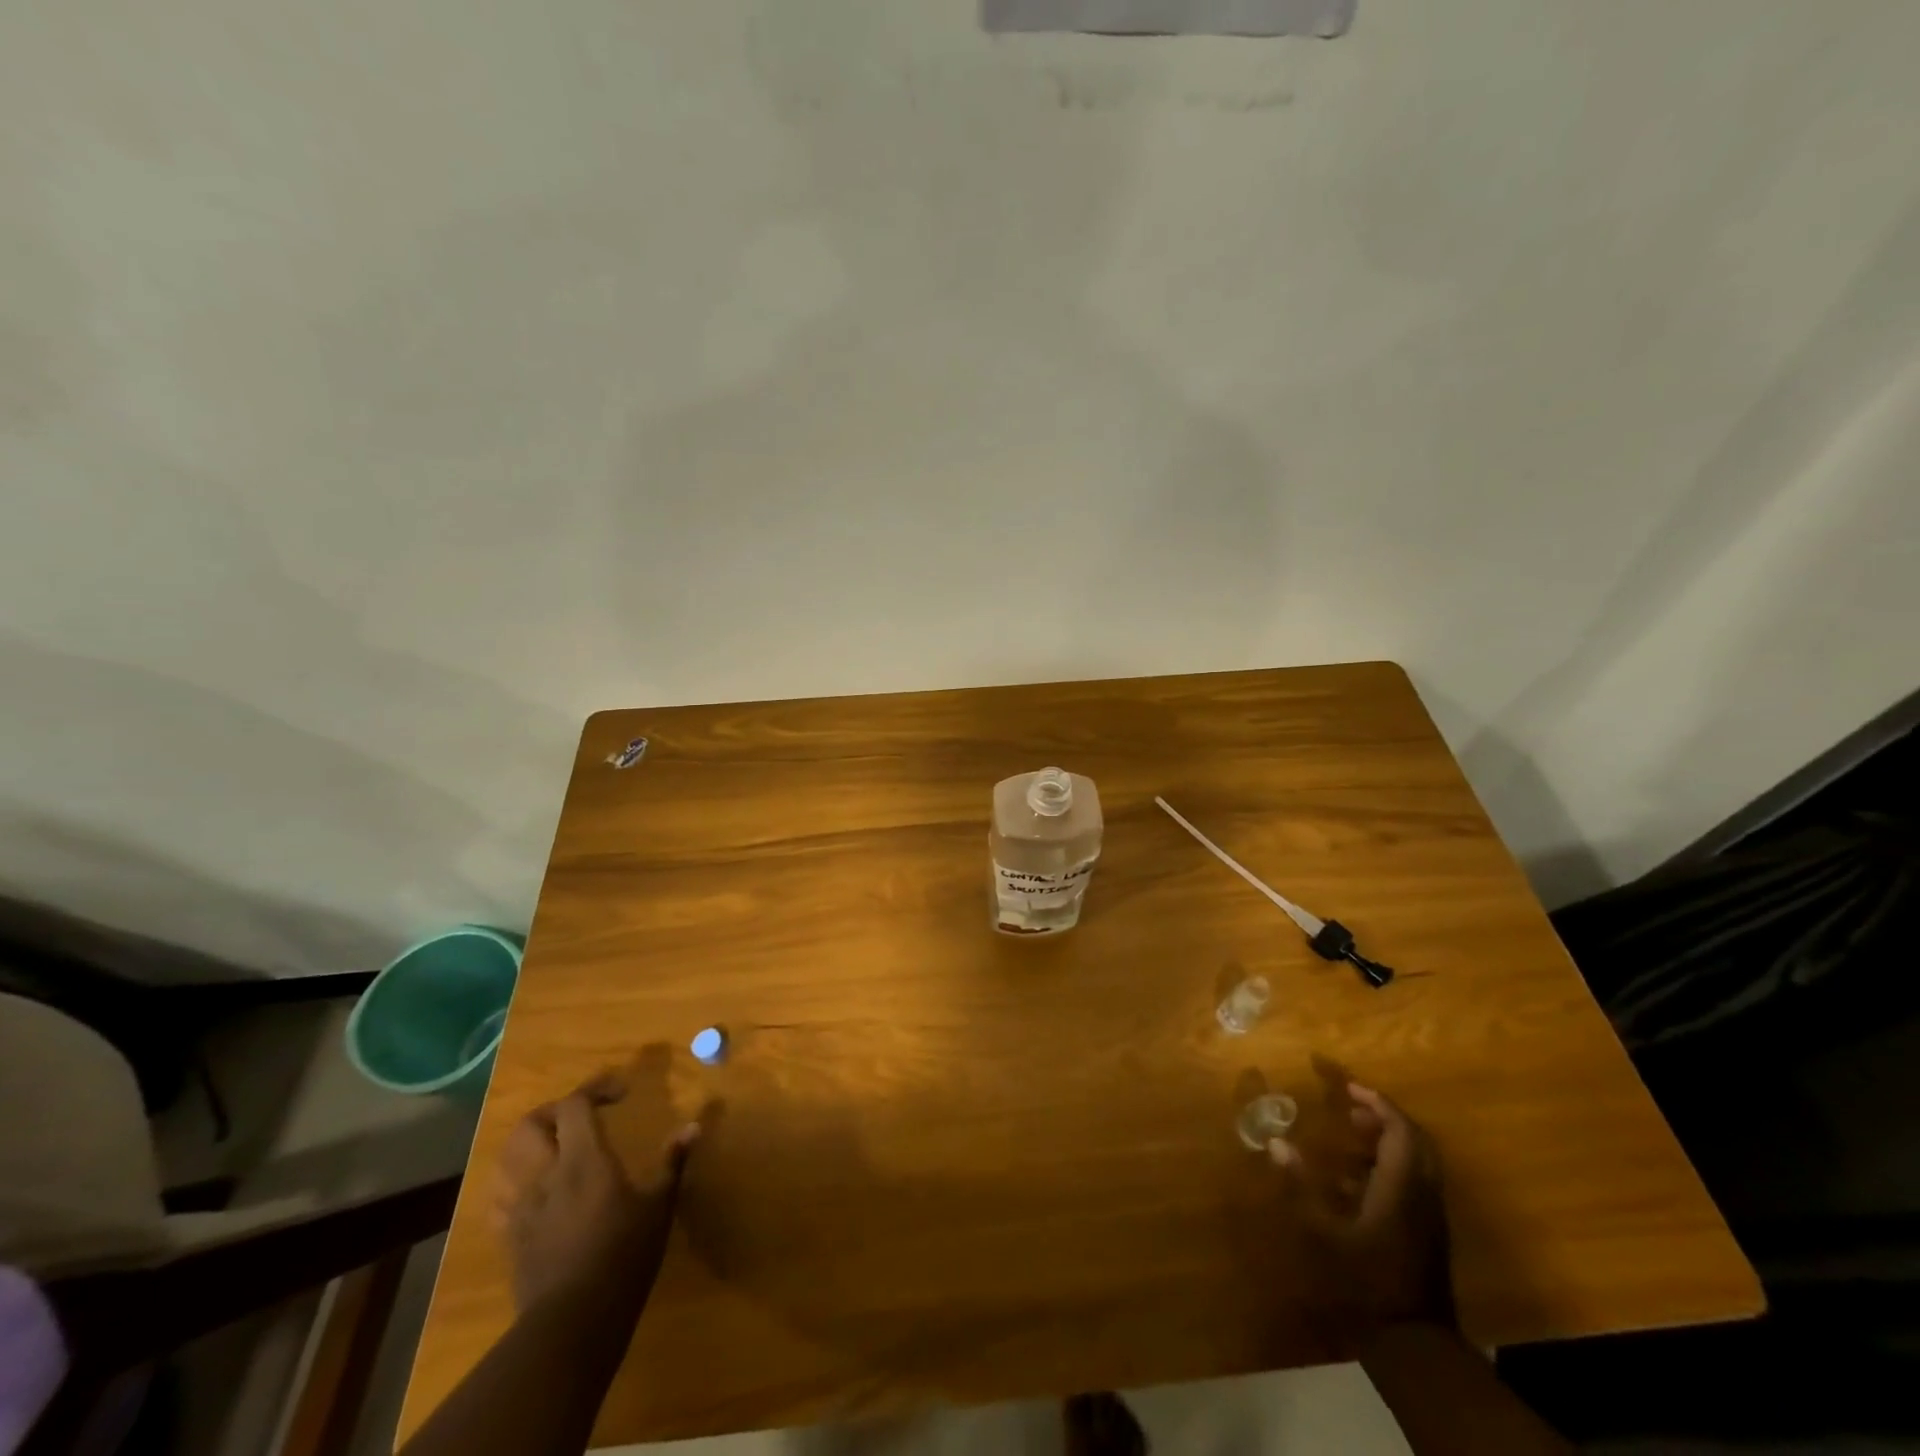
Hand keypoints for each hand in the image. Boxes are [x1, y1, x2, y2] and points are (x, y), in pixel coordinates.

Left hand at [490, 1072, 699, 1313]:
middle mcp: (546, 1174)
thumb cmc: (624, 1257)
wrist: (572, 1323)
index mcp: (583, 1159)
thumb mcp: (659, 1206)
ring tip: (555, 1147)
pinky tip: (535, 1189)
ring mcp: (522, 1207)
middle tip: (582, 1116)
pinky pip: (499, 1197)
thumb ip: (672, 1162)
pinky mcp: (510, 1237)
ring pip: (506, 1158)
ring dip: (529, 1143)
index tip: (621, 1093)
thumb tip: (694, 1125)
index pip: (575, 1104)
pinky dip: (513, 1181)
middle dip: (554, 1110)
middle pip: (530, 1124)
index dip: (595, 1088)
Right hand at [1272, 1081, 1454, 1331]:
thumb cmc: (1366, 1279)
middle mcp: (1423, 1193)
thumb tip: (1276, 1142)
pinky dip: (1390, 1165)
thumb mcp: (1326, 1231)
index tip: (1348, 1087)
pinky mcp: (1428, 1231)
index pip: (1400, 1129)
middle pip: (1416, 1141)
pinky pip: (1415, 1181)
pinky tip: (1356, 1179)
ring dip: (1388, 1141)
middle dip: (1386, 1117)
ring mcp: (1430, 1214)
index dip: (1377, 1103)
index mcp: (1402, 1186)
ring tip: (1351, 1135)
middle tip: (1352, 1106)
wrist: (1415, 1341)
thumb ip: (1302, 1184)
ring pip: (1418, 1161)